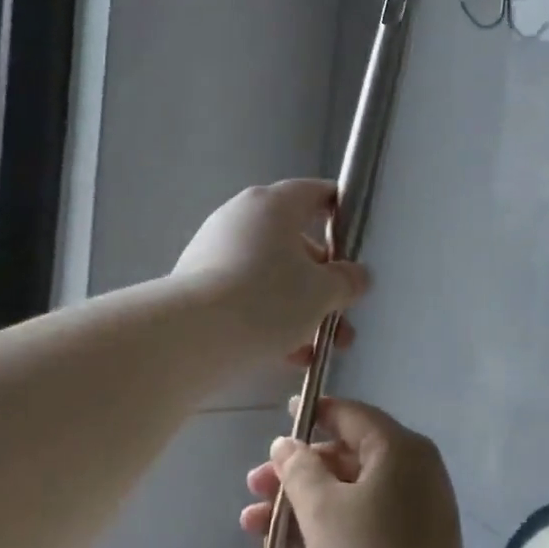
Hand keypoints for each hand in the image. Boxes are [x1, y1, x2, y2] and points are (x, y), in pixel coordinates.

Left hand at [172, 180, 368, 364]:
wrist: (192, 336)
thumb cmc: (268, 299)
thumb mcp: (322, 292)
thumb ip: (346, 281)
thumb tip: (356, 275)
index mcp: (273, 205)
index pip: (315, 193)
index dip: (340, 211)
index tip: (356, 238)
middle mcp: (241, 218)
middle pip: (295, 242)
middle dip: (323, 282)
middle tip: (342, 314)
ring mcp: (215, 249)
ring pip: (271, 274)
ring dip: (299, 307)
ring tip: (318, 347)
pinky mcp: (197, 283)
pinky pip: (245, 294)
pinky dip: (268, 317)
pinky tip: (286, 355)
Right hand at [242, 397, 477, 547]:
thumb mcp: (323, 511)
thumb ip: (299, 469)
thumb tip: (286, 443)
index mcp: (399, 448)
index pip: (351, 415)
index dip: (313, 413)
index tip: (280, 417)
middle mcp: (413, 468)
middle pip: (346, 455)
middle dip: (296, 471)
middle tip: (253, 487)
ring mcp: (415, 506)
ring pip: (349, 490)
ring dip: (302, 502)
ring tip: (253, 524)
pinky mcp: (411, 541)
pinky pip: (363, 516)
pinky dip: (327, 523)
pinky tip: (284, 544)